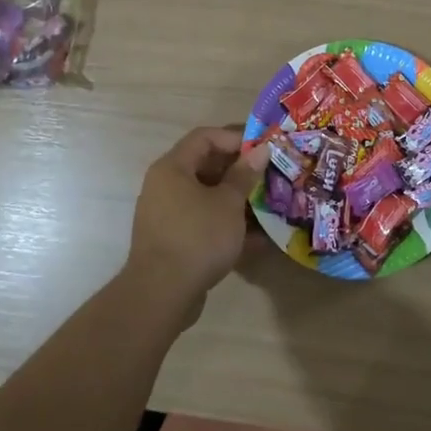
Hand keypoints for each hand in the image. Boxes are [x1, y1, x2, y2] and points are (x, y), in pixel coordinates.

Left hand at [125, 127, 268, 305]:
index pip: (204, 137)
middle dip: (239, 170)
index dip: (235, 137)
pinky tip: (257, 238)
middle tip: (269, 175)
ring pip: (206, 196)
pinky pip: (203, 221)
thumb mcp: (228, 203)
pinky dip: (226, 224)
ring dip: (236, 199)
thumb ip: (244, 175)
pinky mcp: (173, 240)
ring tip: (267, 204)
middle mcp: (165, 186)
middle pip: (205, 166)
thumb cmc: (197, 237)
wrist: (161, 294)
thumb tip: (260, 151)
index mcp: (173, 168)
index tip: (262, 148)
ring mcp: (167, 214)